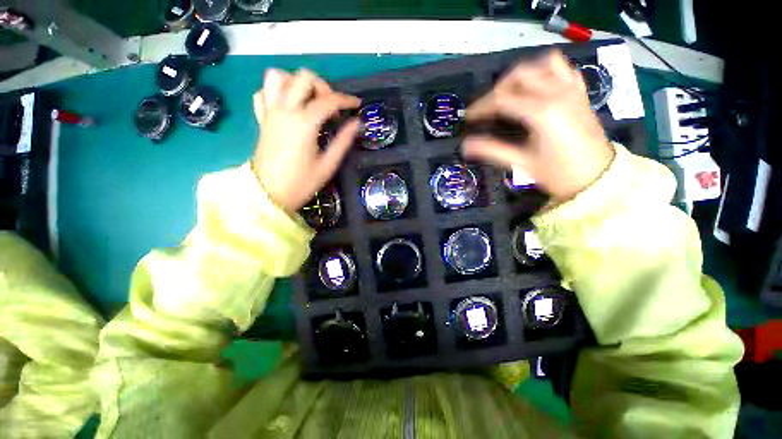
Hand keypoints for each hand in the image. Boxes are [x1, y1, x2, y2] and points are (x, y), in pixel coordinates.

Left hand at [252, 69, 359, 214]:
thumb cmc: (301, 183)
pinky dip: (276, 91)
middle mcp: (285, 110)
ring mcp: (270, 112)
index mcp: (304, 123)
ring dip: (296, 82)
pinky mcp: (261, 119)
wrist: (268, 194)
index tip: (356, 104)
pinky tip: (288, 106)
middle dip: (322, 86)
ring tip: (308, 100)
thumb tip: (356, 123)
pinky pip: (263, 92)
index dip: (346, 99)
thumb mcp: (327, 165)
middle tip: (331, 105)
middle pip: (303, 77)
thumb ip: (343, 142)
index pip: (328, 100)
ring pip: (278, 76)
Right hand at [463, 50, 614, 203]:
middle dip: (498, 88)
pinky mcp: (580, 93)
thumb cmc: (558, 173)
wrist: (597, 178)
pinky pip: (563, 69)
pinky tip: (536, 87)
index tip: (468, 117)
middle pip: (520, 74)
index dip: (481, 107)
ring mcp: (571, 90)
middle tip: (488, 108)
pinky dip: (545, 71)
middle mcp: (557, 93)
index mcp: (541, 112)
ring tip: (509, 94)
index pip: (502, 99)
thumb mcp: (521, 163)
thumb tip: (465, 146)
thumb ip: (491, 150)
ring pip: (542, 64)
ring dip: (521, 75)